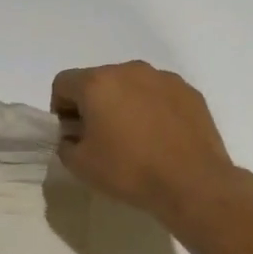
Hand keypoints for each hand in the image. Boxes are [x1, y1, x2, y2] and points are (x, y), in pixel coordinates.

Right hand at [52, 62, 242, 223]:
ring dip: (122, 104)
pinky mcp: (189, 92)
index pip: (63, 83)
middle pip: (97, 80)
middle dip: (92, 105)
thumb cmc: (128, 170)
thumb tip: (74, 137)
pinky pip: (157, 94)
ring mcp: (163, 78)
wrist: (193, 183)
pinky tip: (159, 138)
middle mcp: (129, 70)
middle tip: (100, 138)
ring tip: (133, 138)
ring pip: (129, 85)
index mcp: (97, 84)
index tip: (72, 134)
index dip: (60, 109)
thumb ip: (65, 144)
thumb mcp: (80, 165)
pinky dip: (151, 109)